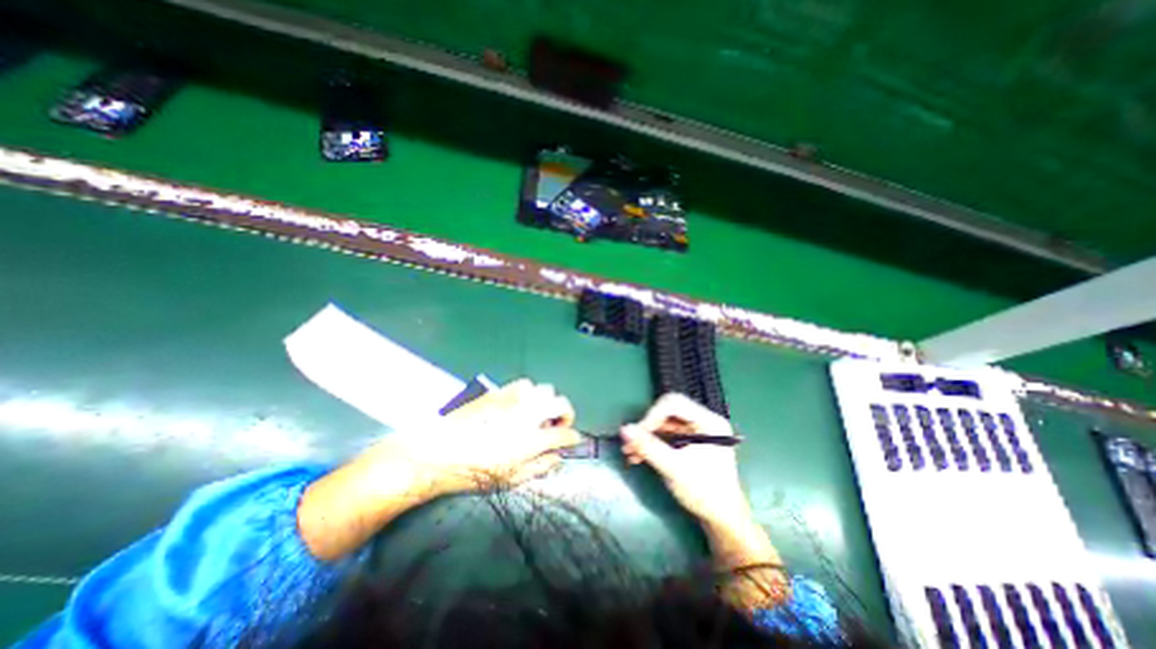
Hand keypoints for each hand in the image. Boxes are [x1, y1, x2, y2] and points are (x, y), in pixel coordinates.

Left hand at [387, 378, 578, 494]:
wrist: (438, 451)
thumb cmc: (474, 471)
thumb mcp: (510, 479)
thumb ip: (539, 467)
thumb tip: (557, 458)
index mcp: (532, 439)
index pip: (566, 433)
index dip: (573, 438)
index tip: (571, 441)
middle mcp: (528, 414)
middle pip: (562, 403)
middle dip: (566, 414)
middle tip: (557, 425)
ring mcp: (514, 399)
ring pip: (544, 389)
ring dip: (547, 401)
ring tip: (537, 413)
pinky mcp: (501, 391)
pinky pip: (524, 384)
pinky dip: (530, 392)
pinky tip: (520, 403)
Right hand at [624, 393, 751, 528]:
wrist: (723, 520)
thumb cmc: (704, 492)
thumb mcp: (673, 469)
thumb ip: (648, 447)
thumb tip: (623, 429)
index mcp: (708, 421)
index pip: (674, 403)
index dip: (652, 415)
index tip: (637, 434)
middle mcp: (704, 421)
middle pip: (667, 412)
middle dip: (646, 427)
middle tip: (629, 443)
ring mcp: (697, 431)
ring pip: (664, 423)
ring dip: (646, 436)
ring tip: (629, 453)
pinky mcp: (691, 441)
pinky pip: (667, 434)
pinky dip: (653, 443)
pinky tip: (638, 456)